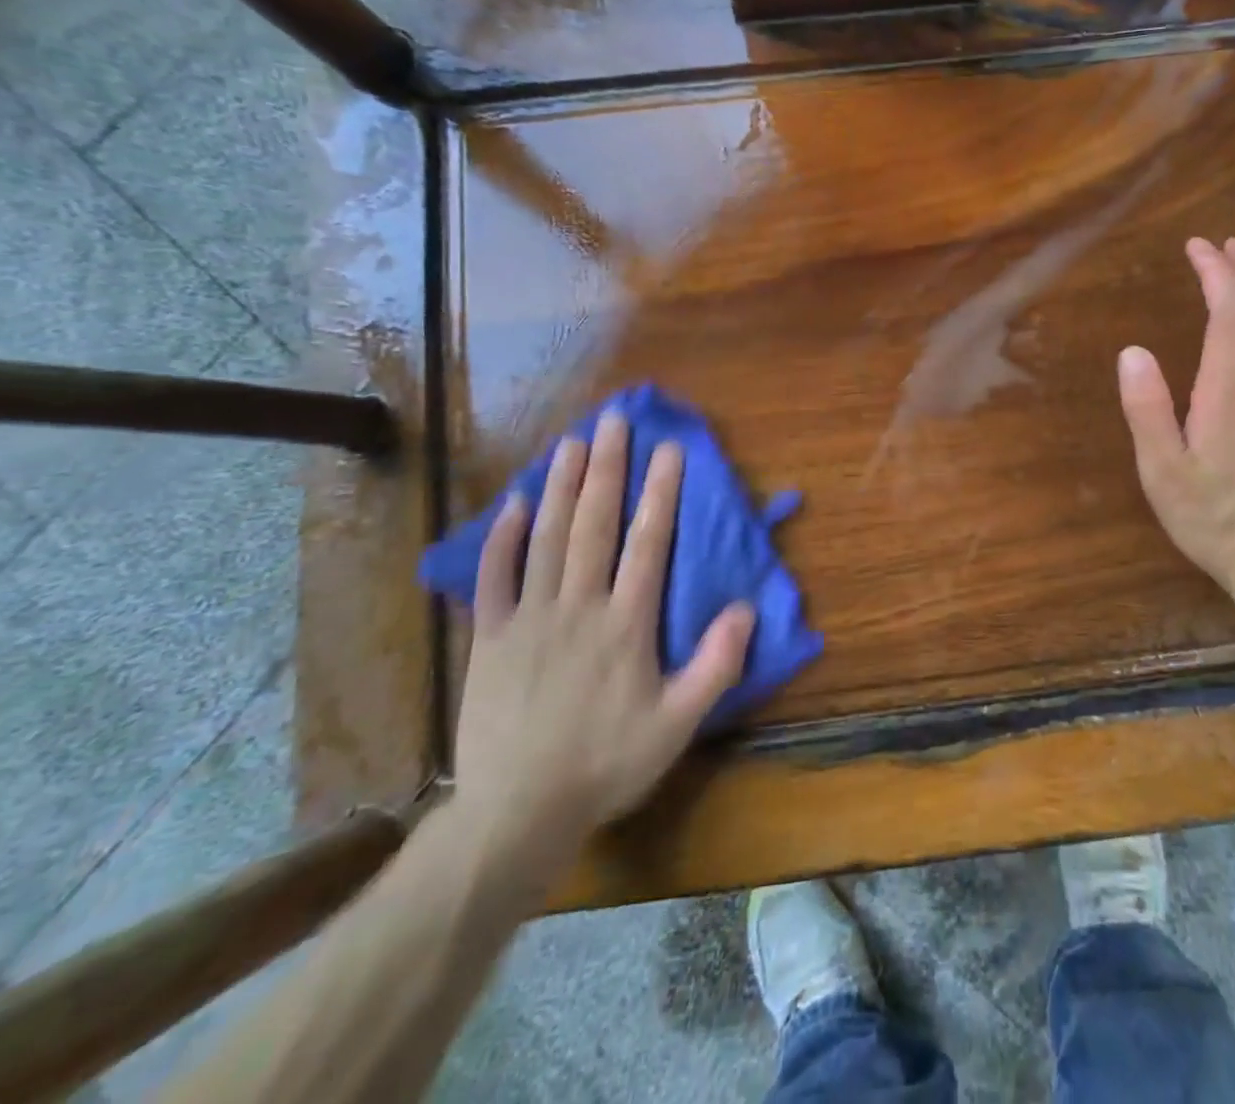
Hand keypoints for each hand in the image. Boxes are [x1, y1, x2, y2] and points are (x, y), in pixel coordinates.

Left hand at [453, 411, 754, 864]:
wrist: (516, 812)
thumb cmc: (607, 763)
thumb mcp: (678, 724)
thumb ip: (716, 664)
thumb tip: (746, 607)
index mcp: (626, 625)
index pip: (648, 543)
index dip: (661, 492)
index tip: (669, 449)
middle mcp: (578, 607)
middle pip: (595, 525)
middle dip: (608, 468)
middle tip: (615, 421)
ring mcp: (528, 618)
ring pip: (547, 537)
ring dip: (562, 485)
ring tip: (573, 441)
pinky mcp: (488, 638)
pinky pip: (494, 577)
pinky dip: (505, 537)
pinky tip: (517, 501)